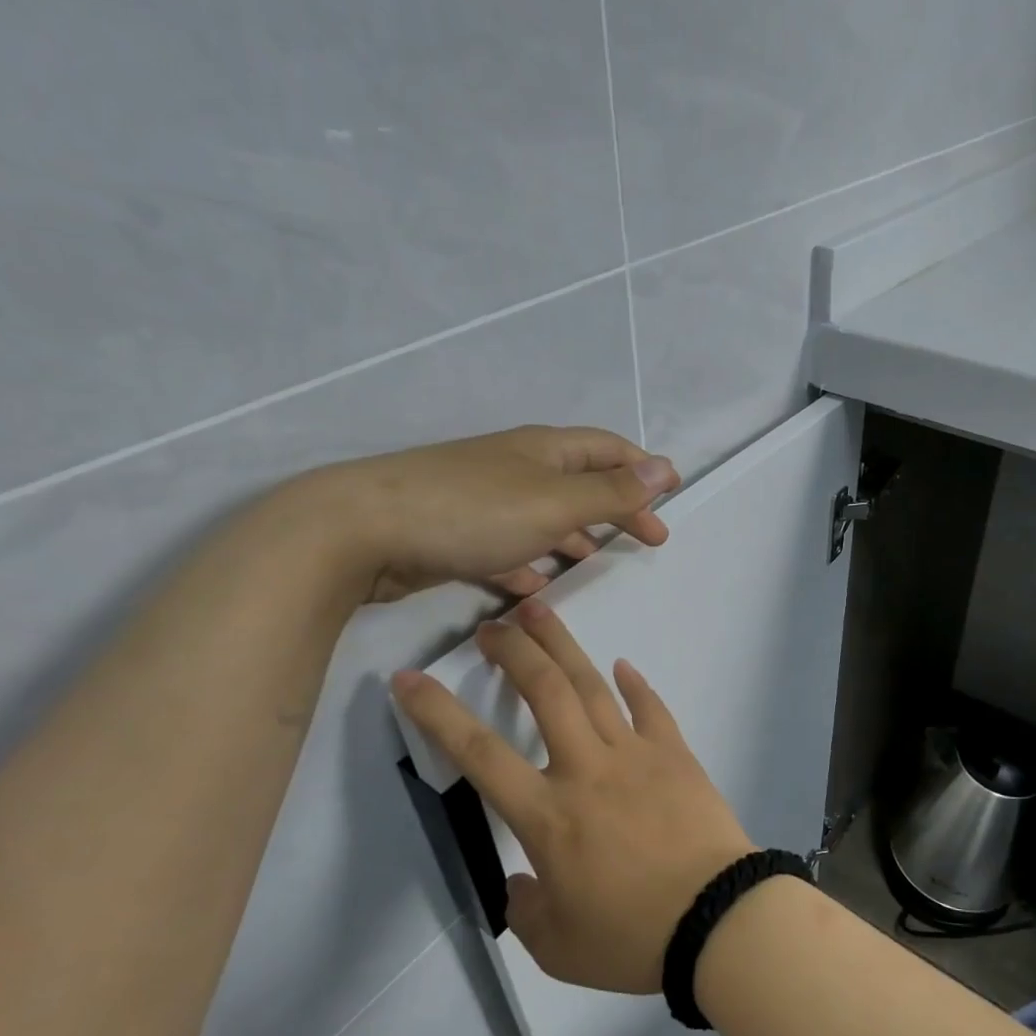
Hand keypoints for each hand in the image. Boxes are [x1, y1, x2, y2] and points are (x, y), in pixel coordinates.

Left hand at [289, 426, 679, 601]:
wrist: (363, 531)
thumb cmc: (474, 511)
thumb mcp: (556, 502)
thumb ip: (612, 492)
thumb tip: (665, 468)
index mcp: (545, 452)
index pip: (608, 449)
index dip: (643, 468)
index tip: (672, 494)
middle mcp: (517, 469)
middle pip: (581, 482)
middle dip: (617, 508)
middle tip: (649, 539)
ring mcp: (484, 501)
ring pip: (544, 516)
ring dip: (575, 535)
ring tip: (597, 561)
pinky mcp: (457, 535)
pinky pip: (507, 547)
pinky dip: (529, 562)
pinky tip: (535, 586)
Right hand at [391, 600, 754, 992]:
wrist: (718, 918)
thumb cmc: (633, 937)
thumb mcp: (559, 946)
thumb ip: (527, 909)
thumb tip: (521, 882)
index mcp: (548, 815)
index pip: (479, 754)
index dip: (437, 713)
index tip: (409, 678)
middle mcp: (586, 769)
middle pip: (544, 693)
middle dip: (514, 652)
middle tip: (493, 625)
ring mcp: (635, 755)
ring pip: (592, 687)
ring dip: (564, 646)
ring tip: (541, 611)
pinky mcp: (675, 754)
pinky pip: (651, 708)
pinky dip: (635, 684)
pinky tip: (624, 666)